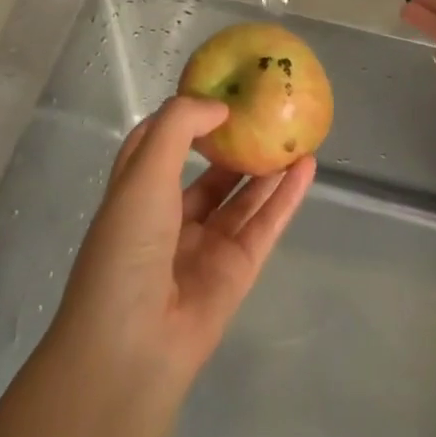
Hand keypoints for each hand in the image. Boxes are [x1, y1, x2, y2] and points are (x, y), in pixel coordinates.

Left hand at [52, 95, 315, 389]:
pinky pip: (265, 224)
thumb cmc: (128, 246)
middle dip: (234, 143)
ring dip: (267, 167)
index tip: (217, 92)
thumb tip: (218, 108)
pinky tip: (307, 167)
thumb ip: (179, 128)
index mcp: (137, 193)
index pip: (159, 145)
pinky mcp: (237, 270)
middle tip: (268, 111)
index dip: (185, 118)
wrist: (134, 344)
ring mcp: (206, 245)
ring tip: (295, 132)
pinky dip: (286, 196)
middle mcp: (170, 217)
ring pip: (242, 197)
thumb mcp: (143, 172)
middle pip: (209, 173)